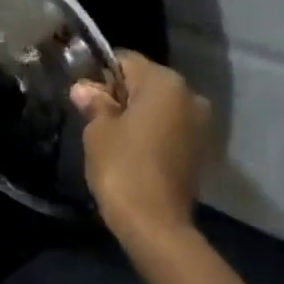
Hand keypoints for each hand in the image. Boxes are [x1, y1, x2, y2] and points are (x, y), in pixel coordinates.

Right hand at [71, 51, 212, 242]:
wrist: (155, 222)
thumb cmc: (122, 168)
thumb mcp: (98, 132)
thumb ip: (94, 104)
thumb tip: (84, 88)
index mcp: (164, 83)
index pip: (125, 61)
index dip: (100, 75)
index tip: (83, 97)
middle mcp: (190, 95)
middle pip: (146, 83)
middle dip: (121, 95)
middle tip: (94, 120)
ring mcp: (200, 123)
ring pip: (160, 107)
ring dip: (138, 116)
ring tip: (113, 140)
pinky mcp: (200, 149)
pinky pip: (170, 129)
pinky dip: (152, 134)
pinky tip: (134, 154)